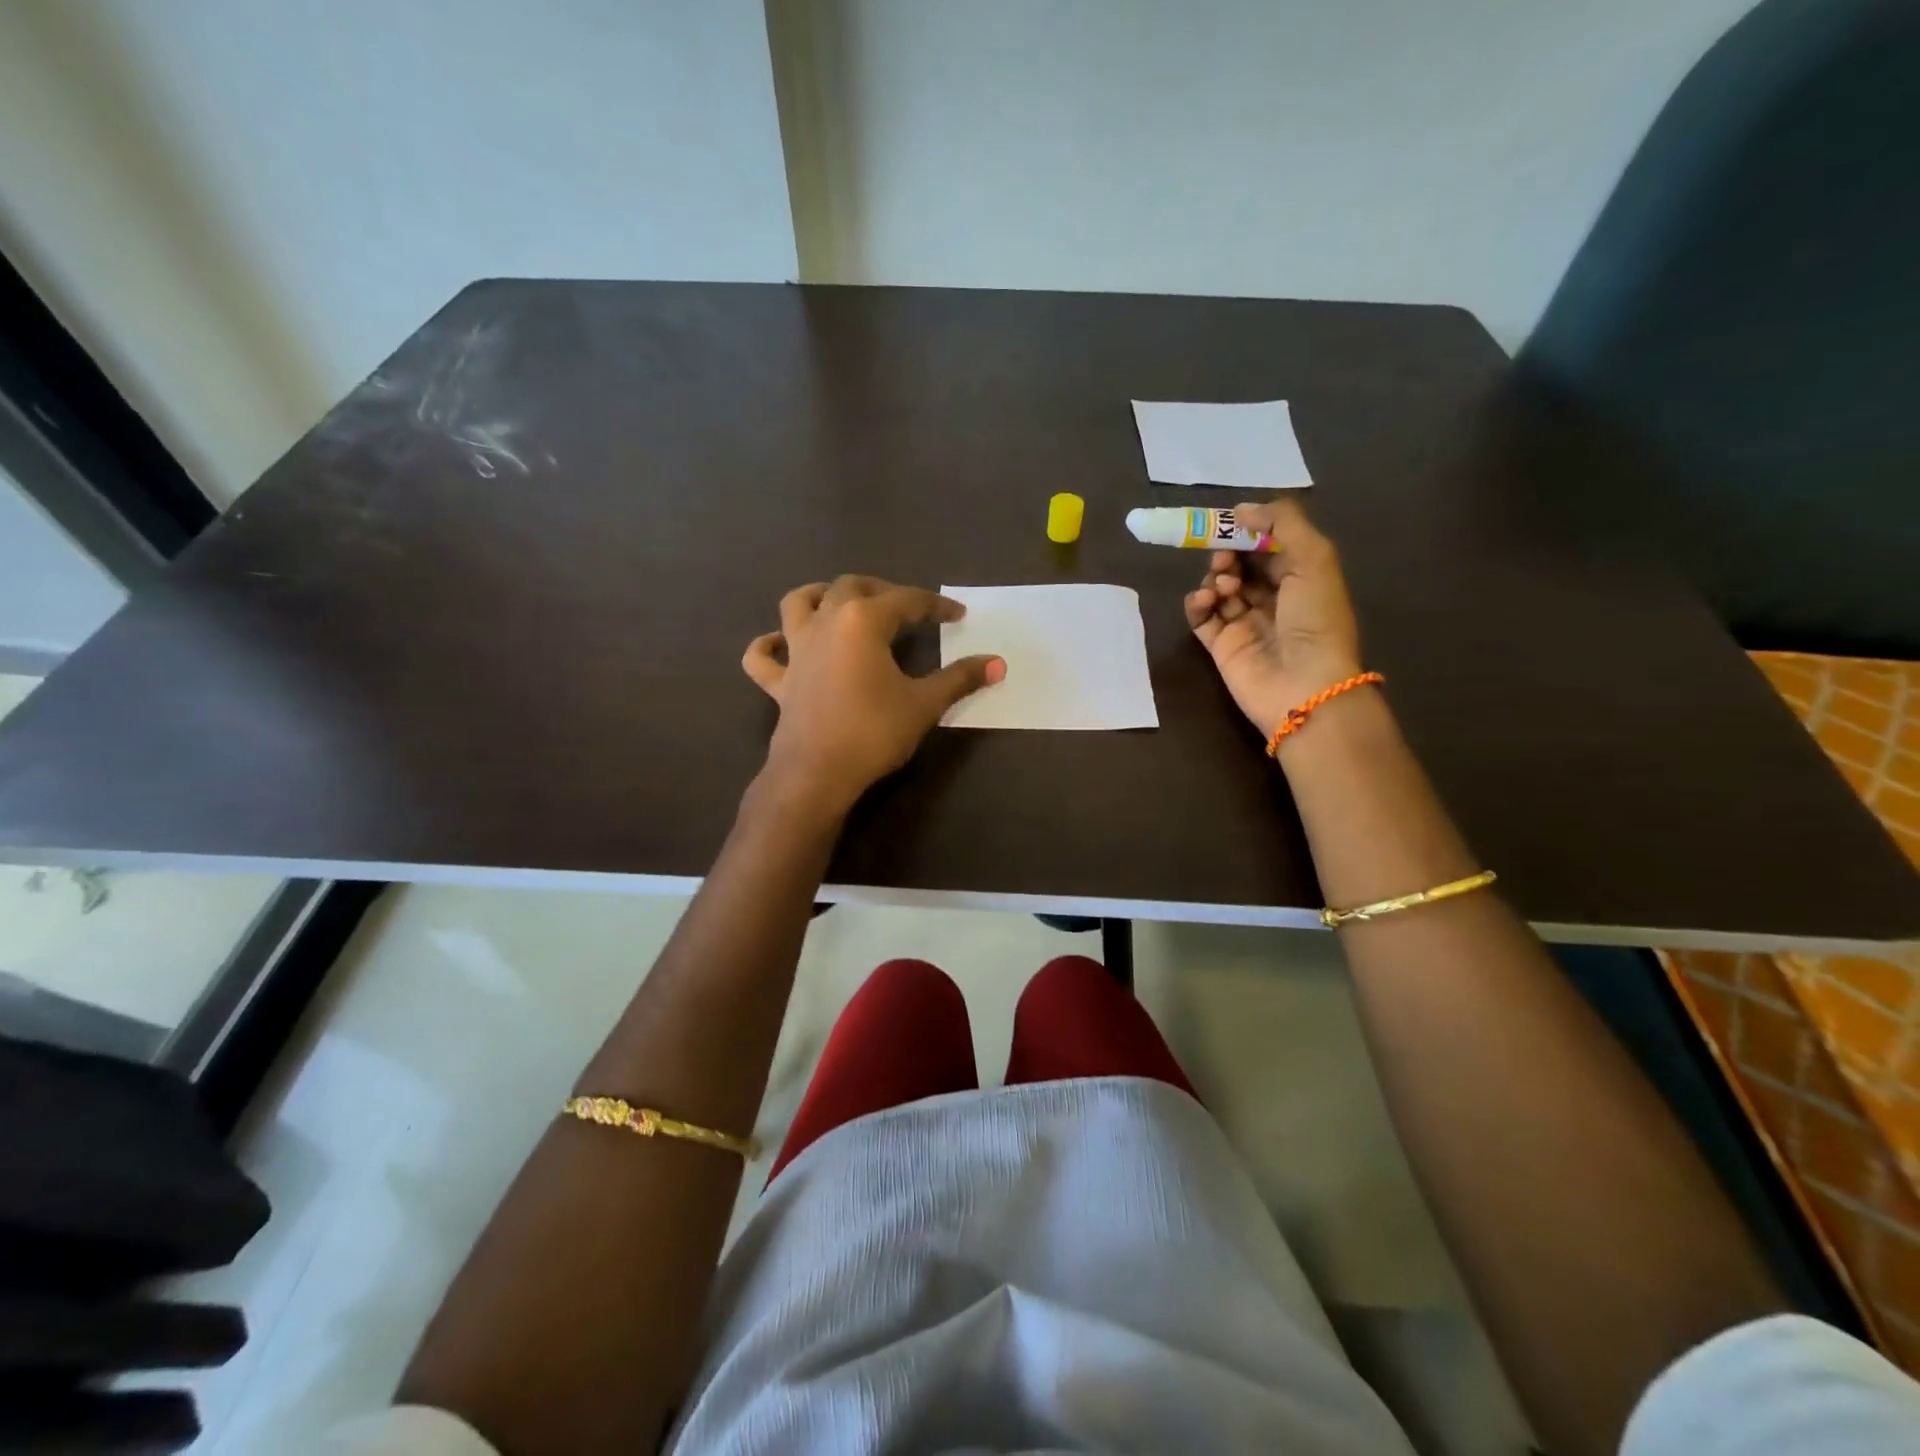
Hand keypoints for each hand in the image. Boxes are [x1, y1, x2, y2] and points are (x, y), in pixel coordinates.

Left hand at [743, 576, 1004, 815]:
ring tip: (839, 601)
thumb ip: (960, 678)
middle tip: (906, 608)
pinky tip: (779, 644)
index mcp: (863, 620)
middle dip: (882, 590)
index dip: (936, 606)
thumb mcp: (924, 704)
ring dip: (819, 594)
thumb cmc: (874, 732)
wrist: (818, 773)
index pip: (907, 601)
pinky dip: (769, 645)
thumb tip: (999, 663)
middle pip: (852, 586)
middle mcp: (825, 622)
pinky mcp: (779, 680)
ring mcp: (796, 650)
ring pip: (798, 603)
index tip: (959, 615)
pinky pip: (762, 655)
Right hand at [1183, 499, 1363, 737]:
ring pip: (1219, 588)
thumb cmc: (1316, 619)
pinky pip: (1201, 617)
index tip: (1231, 521)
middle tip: (1225, 558)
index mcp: (1302, 578)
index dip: (1251, 531)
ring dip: (1215, 577)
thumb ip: (1282, 523)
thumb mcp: (1314, 558)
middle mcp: (1274, 599)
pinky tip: (1204, 600)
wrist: (1303, 685)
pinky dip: (1197, 604)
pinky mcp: (1221, 646)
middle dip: (1229, 553)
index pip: (1270, 546)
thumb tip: (1242, 509)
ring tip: (1222, 584)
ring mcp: (1245, 623)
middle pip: (1242, 565)